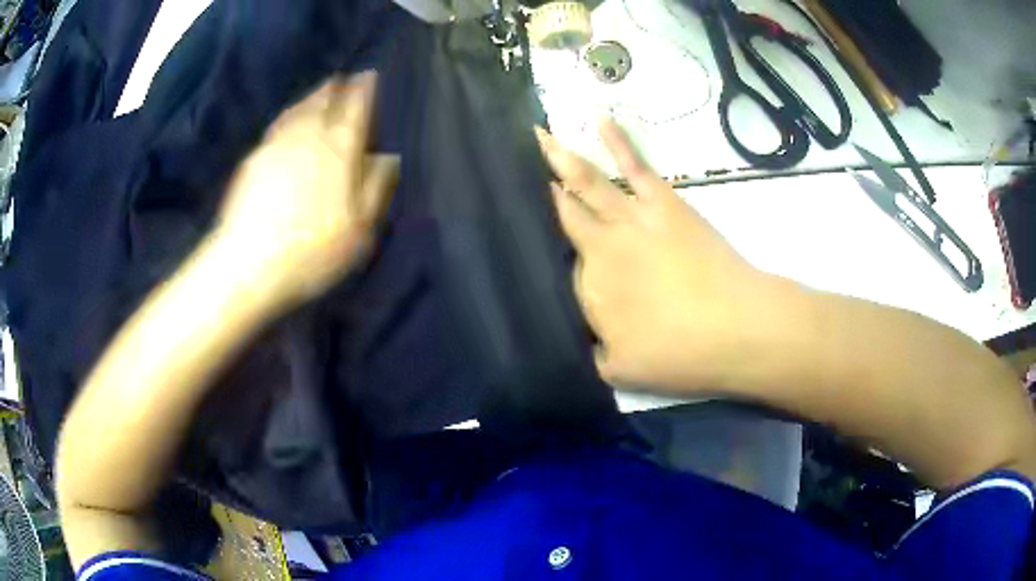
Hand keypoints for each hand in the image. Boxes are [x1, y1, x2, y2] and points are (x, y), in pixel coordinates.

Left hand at [215, 72, 397, 306]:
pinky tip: (289, 119)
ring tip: (319, 90)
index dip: (364, 90)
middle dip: (336, 88)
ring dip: (311, 97)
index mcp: (339, 150)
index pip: (355, 109)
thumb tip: (388, 157)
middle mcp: (309, 137)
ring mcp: (277, 145)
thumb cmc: (312, 250)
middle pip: (324, 102)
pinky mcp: (254, 159)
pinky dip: (288, 114)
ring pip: (298, 110)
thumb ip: (375, 188)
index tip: (369, 75)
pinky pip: (278, 125)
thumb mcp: (359, 229)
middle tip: (343, 79)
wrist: (249, 263)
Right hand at [536, 121, 788, 392]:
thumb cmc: (681, 356)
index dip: (563, 267)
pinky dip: (617, 142)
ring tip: (537, 135)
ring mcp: (631, 219)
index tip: (552, 256)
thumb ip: (592, 353)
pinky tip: (600, 120)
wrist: (736, 328)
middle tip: (511, 167)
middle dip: (538, 191)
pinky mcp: (663, 202)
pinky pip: (634, 166)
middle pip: (563, 215)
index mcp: (588, 288)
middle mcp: (600, 247)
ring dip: (560, 158)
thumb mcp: (621, 372)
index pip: (566, 270)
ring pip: (587, 183)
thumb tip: (584, 336)